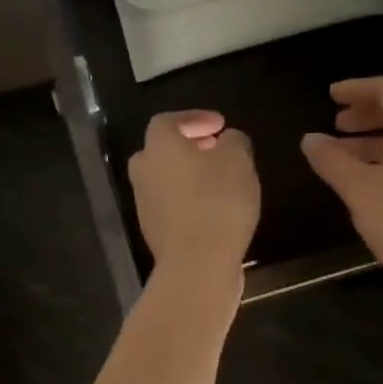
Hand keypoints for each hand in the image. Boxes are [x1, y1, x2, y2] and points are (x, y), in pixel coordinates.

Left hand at [129, 110, 259, 277]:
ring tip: (219, 181)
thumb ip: (234, 142)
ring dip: (188, 176)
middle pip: (160, 151)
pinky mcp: (155, 233)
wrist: (197, 264)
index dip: (194, 119)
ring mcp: (145, 205)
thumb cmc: (217, 202)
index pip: (168, 121)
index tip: (220, 125)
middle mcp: (144, 173)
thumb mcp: (238, 161)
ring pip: (164, 180)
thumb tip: (227, 140)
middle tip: (215, 150)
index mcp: (159, 147)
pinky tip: (214, 210)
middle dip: (187, 148)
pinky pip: (170, 207)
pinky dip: (188, 201)